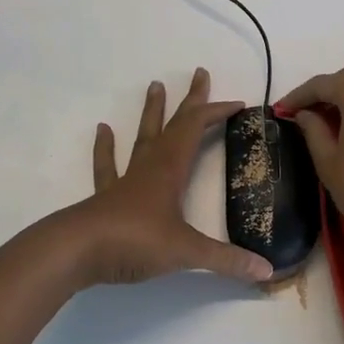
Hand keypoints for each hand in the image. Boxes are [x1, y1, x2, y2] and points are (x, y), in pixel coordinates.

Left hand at [68, 69, 273, 286]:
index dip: (217, 112)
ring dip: (152, 112)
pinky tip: (103, 129)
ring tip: (154, 85)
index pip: (197, 128)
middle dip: (191, 100)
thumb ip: (227, 260)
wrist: (76, 252)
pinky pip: (107, 166)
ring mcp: (126, 180)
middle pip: (174, 124)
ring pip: (143, 137)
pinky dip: (106, 148)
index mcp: (171, 169)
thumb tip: (267, 270)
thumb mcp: (186, 252)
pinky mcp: (106, 197)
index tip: (239, 105)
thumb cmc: (134, 241)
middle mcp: (150, 166)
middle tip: (199, 73)